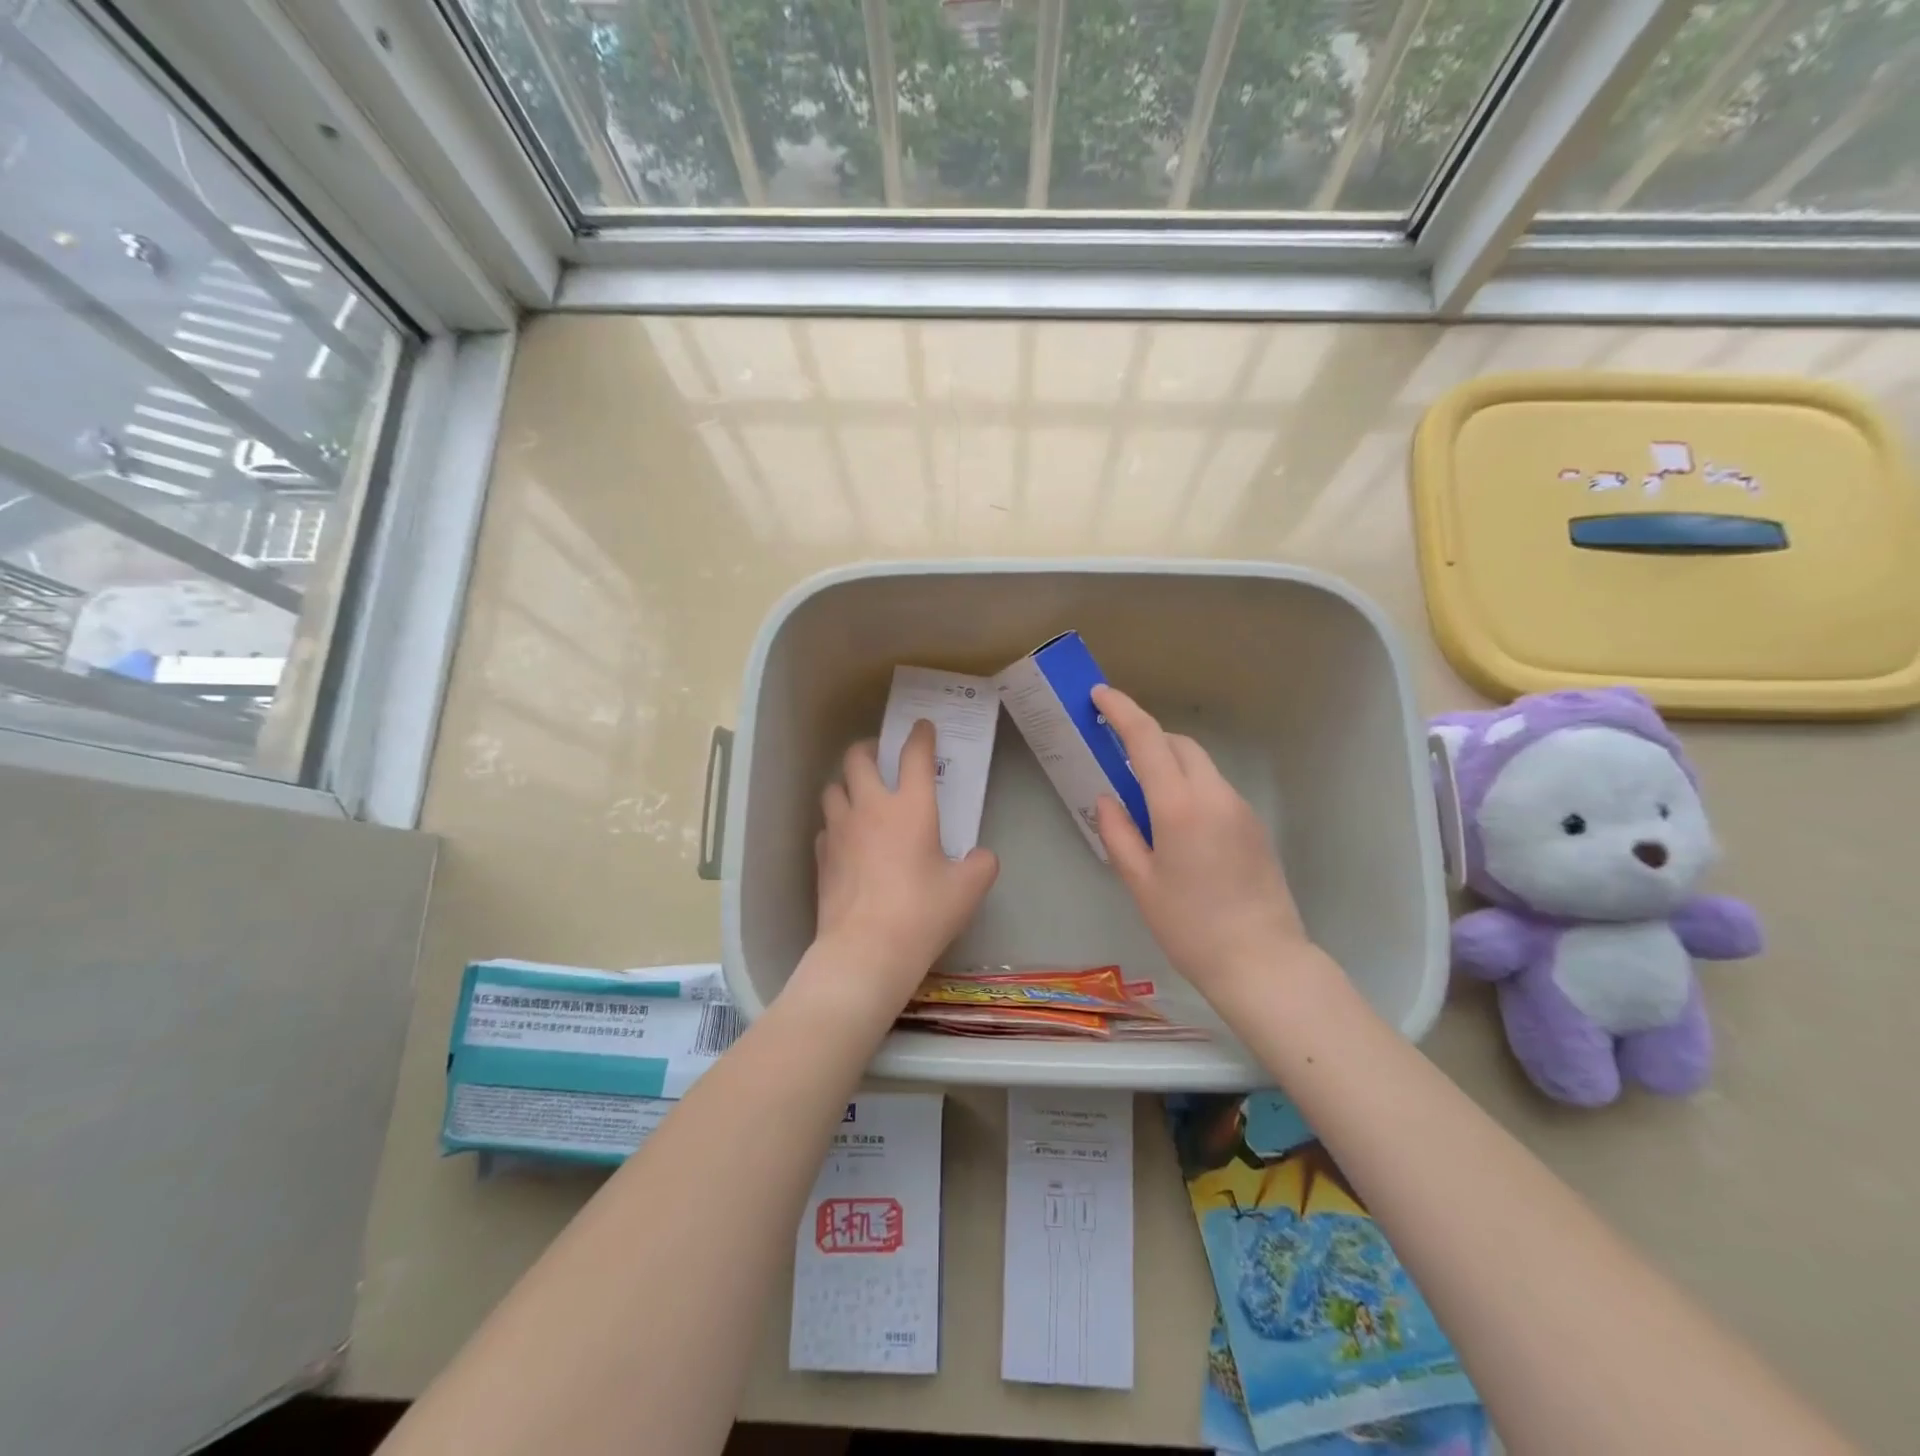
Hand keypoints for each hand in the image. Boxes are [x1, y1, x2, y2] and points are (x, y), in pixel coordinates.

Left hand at [802, 721, 998, 1013]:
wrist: (866, 949)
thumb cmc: (923, 913)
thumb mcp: (967, 890)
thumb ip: (980, 865)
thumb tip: (980, 857)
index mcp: (911, 807)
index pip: (915, 756)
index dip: (920, 736)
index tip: (922, 727)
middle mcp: (870, 808)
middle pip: (858, 758)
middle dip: (869, 749)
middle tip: (881, 757)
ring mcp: (839, 830)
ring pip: (833, 788)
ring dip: (846, 784)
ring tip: (859, 796)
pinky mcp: (821, 856)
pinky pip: (825, 825)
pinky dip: (836, 823)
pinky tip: (846, 839)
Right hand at [1092, 685, 1317, 1001]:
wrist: (1262, 961)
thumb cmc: (1190, 927)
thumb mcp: (1140, 883)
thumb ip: (1118, 833)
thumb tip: (1108, 799)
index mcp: (1179, 806)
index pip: (1146, 740)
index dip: (1122, 711)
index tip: (1100, 695)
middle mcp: (1214, 795)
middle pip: (1178, 744)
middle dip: (1147, 736)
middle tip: (1117, 752)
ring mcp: (1240, 807)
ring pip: (1200, 764)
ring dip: (1170, 762)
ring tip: (1145, 793)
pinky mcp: (1254, 824)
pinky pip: (1215, 788)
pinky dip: (1190, 785)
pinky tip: (1177, 822)